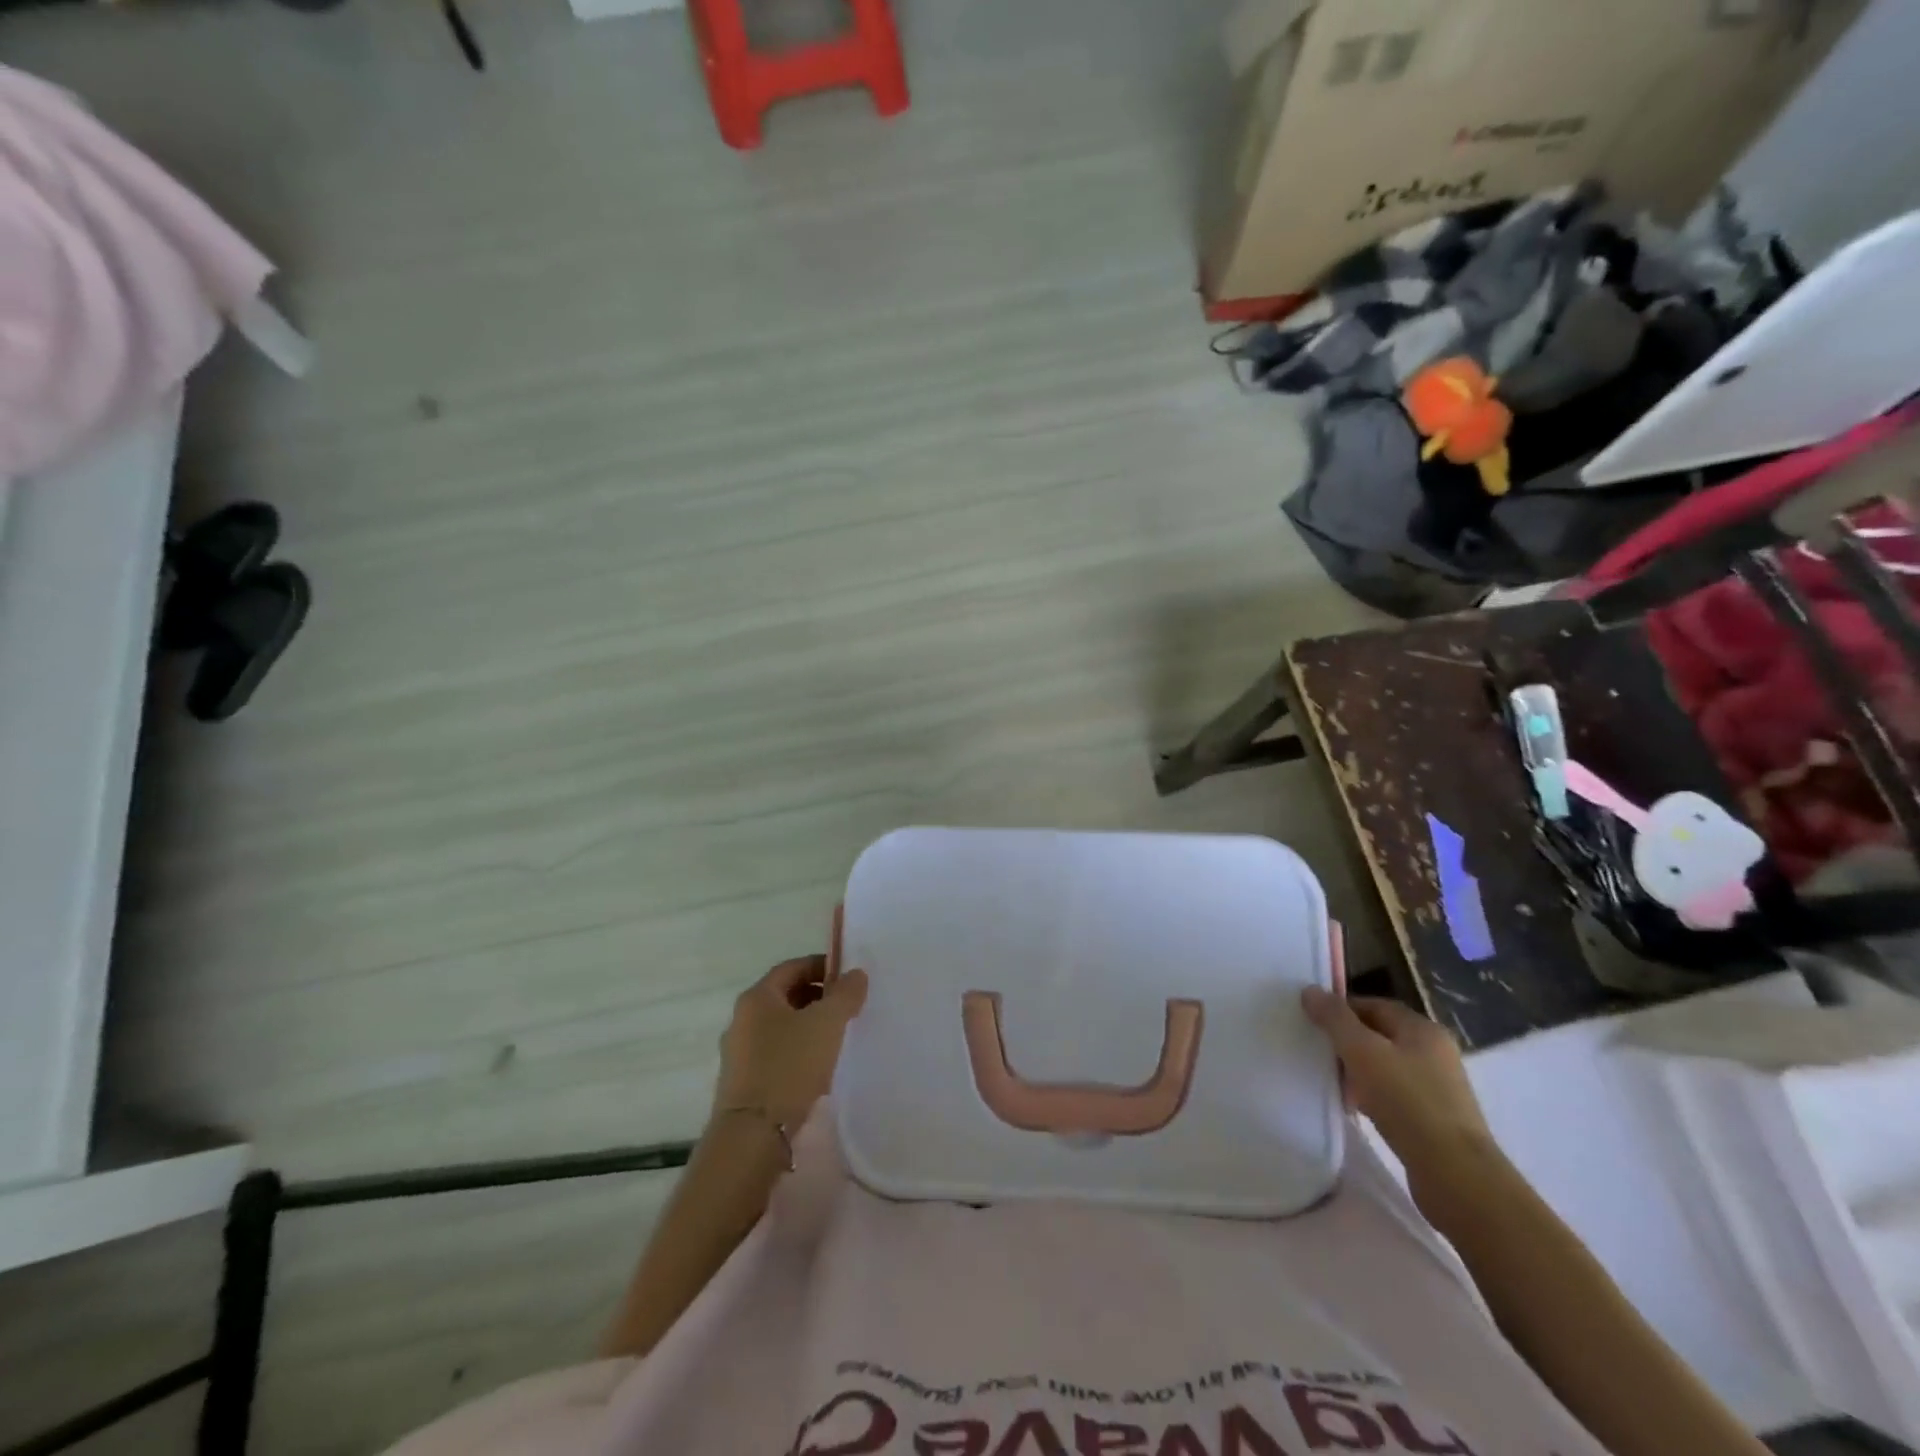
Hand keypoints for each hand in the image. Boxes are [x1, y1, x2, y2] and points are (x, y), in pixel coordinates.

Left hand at [713, 949, 868, 1131]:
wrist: (752, 1135)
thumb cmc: (789, 1066)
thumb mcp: (827, 1023)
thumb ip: (845, 994)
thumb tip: (855, 974)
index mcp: (757, 998)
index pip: (792, 967)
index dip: (821, 966)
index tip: (847, 978)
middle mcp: (742, 1020)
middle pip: (785, 997)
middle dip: (817, 997)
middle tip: (846, 1007)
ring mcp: (739, 1053)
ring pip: (781, 1028)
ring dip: (808, 1027)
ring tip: (837, 1039)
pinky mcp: (743, 1083)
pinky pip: (776, 1055)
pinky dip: (798, 1053)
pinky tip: (818, 1070)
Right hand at [1301, 987, 1494, 1193]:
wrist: (1456, 1175)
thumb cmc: (1407, 1102)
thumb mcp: (1362, 1052)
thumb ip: (1335, 1019)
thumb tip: (1310, 990)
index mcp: (1423, 1029)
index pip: (1373, 1005)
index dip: (1340, 1010)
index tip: (1312, 1024)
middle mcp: (1435, 1052)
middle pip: (1379, 1035)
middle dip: (1347, 1042)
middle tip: (1318, 1053)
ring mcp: (1438, 1087)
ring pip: (1386, 1067)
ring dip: (1358, 1072)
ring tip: (1333, 1084)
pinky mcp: (1435, 1118)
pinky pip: (1395, 1095)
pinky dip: (1372, 1096)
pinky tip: (1356, 1109)